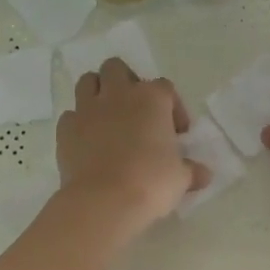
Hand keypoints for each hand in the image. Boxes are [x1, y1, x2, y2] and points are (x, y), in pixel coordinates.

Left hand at [56, 61, 207, 237]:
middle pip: (117, 68)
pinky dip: (78, 123)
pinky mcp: (65, 129)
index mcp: (152, 98)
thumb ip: (191, 171)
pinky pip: (71, 116)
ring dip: (97, 92)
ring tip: (107, 117)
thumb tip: (204, 174)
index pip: (165, 88)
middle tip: (136, 110)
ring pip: (88, 81)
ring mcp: (88, 109)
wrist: (103, 201)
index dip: (173, 107)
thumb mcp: (180, 178)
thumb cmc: (150, 182)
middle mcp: (118, 94)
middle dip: (126, 83)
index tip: (177, 133)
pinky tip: (87, 142)